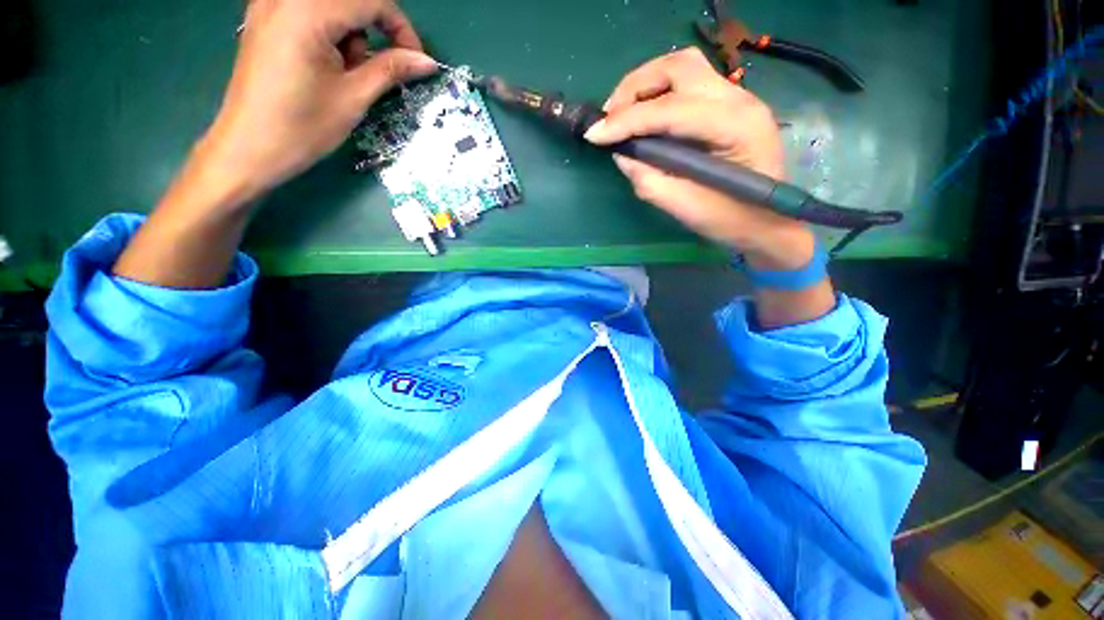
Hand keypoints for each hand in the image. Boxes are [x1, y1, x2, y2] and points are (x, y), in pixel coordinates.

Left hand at [196, 0, 437, 203]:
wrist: (249, 147)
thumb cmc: (303, 127)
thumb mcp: (353, 97)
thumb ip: (390, 69)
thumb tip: (426, 61)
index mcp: (307, 12)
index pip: (372, 0)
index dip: (401, 27)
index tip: (414, 60)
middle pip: (352, 0)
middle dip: (374, 28)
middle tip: (375, 67)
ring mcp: (271, 4)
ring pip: (332, 5)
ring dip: (349, 32)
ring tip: (343, 71)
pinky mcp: (265, 17)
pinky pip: (310, 11)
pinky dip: (329, 30)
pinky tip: (325, 60)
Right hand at [585, 48, 812, 269]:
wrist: (769, 223)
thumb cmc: (732, 221)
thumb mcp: (686, 209)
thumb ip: (650, 181)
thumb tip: (622, 156)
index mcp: (734, 127)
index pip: (670, 111)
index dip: (626, 121)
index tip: (593, 135)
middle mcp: (739, 99)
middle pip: (679, 68)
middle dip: (634, 87)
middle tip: (609, 118)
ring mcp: (738, 97)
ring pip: (684, 68)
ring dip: (645, 84)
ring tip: (621, 113)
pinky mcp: (730, 105)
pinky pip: (689, 83)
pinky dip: (659, 92)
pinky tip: (644, 114)